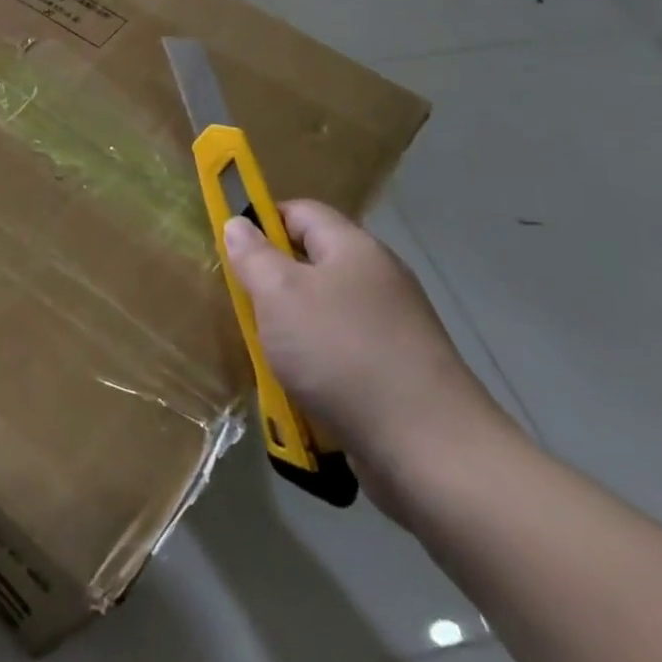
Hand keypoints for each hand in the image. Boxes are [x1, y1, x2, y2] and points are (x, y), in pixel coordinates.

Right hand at [223, 201, 511, 516]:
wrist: (429, 449)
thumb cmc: (342, 353)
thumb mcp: (279, 295)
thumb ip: (253, 256)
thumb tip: (238, 224)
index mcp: (354, 248)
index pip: (300, 211)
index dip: (262, 221)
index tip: (232, 251)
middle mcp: (378, 279)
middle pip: (312, 262)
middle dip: (272, 282)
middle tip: (244, 306)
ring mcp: (392, 328)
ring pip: (323, 311)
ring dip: (290, 329)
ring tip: (267, 353)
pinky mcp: (397, 372)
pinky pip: (341, 352)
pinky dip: (316, 364)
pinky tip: (299, 388)